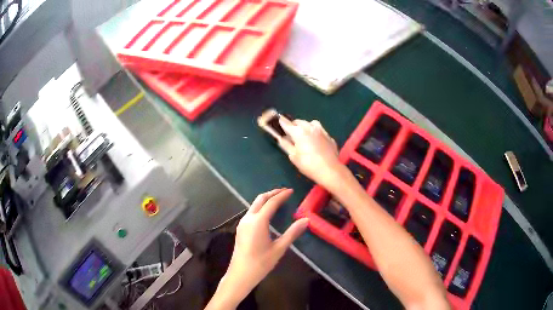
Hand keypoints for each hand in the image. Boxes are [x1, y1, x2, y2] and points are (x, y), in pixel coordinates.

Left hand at [219, 189, 308, 304]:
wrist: (241, 274)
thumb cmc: (261, 263)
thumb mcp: (279, 248)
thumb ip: (292, 233)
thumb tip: (306, 220)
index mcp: (258, 221)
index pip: (271, 203)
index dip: (282, 195)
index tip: (291, 191)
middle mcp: (248, 218)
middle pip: (260, 199)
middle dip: (272, 193)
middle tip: (284, 192)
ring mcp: (242, 223)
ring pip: (254, 205)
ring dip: (265, 200)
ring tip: (278, 200)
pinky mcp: (240, 229)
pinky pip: (251, 212)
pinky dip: (261, 207)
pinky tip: (267, 213)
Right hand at [278, 117, 344, 189]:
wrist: (330, 170)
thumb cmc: (308, 165)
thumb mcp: (293, 156)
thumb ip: (286, 145)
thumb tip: (280, 138)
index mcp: (299, 132)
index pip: (286, 123)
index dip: (281, 122)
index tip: (277, 121)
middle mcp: (310, 127)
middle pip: (299, 122)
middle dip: (293, 125)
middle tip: (290, 133)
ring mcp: (321, 130)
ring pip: (310, 123)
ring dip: (305, 126)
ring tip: (304, 134)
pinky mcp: (329, 136)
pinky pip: (319, 130)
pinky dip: (315, 133)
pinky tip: (315, 141)